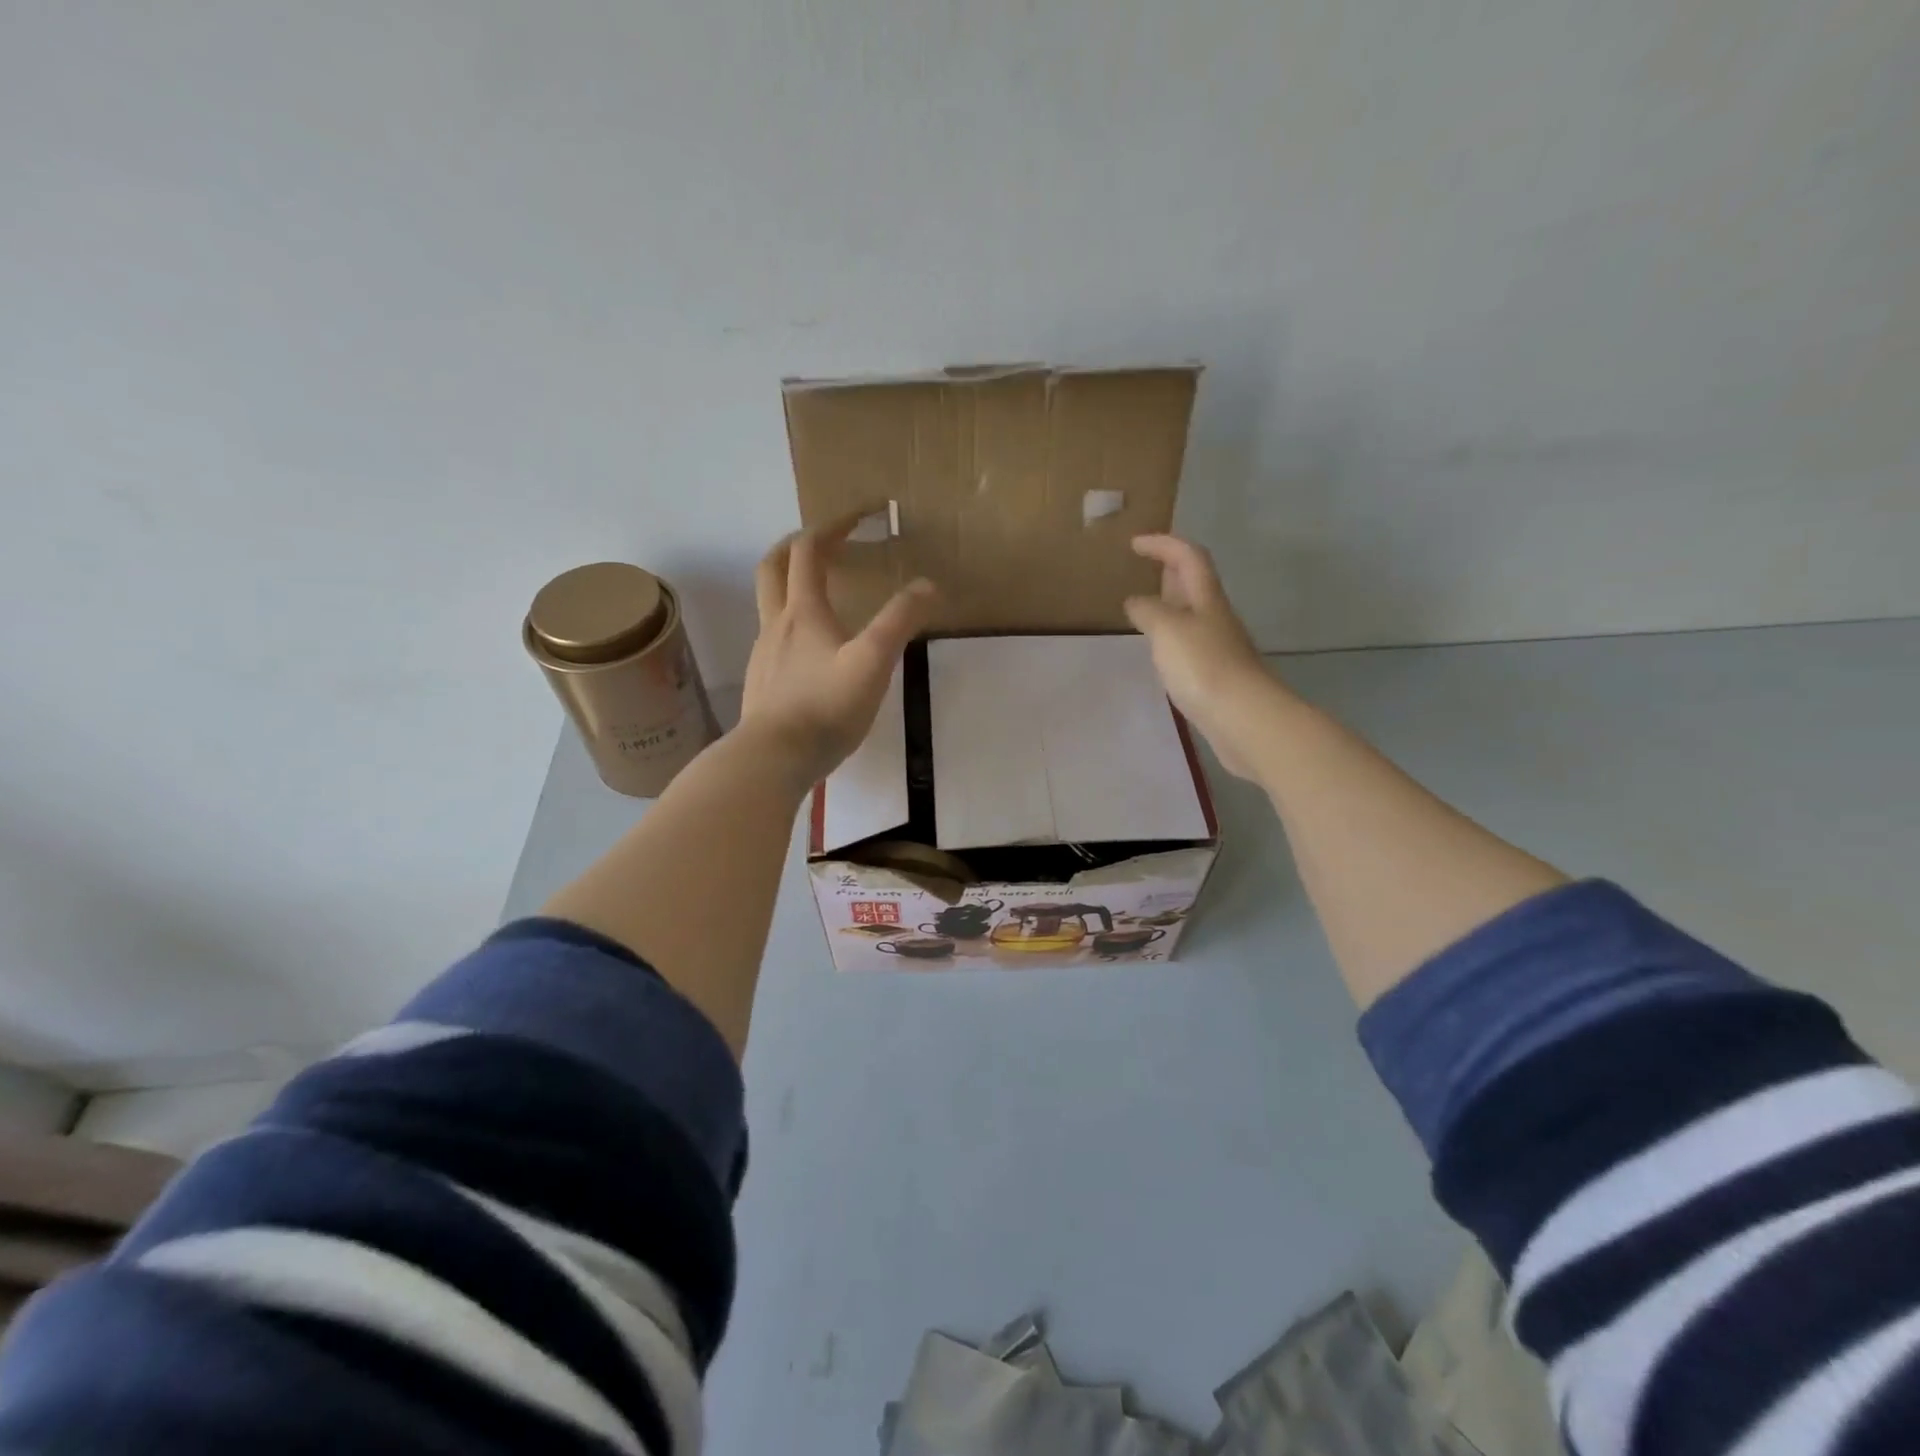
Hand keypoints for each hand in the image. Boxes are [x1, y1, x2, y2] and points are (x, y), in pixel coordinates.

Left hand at [742, 518, 935, 787]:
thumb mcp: (873, 662)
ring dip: (791, 585)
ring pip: (770, 604)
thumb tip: (928, 585)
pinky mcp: (762, 683)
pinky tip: (811, 650)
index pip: (809, 551)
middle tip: (823, 541)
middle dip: (797, 545)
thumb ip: (900, 621)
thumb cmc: (825, 707)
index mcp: (803, 612)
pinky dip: (791, 624)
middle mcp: (776, 624)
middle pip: (774, 567)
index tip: (859, 515)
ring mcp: (764, 655)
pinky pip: (774, 639)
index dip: (832, 526)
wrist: (772, 758)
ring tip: (821, 593)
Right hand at [1124, 534, 1282, 779]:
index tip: (1135, 544)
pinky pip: (1191, 645)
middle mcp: (1216, 617)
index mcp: (1206, 599)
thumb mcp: (1167, 629)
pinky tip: (1161, 653)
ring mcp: (1219, 647)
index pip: (1188, 557)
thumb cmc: (1203, 666)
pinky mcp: (1217, 675)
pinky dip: (1173, 638)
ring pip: (1193, 615)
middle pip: (1196, 583)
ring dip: (1171, 606)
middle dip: (1171, 570)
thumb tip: (1136, 602)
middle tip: (1145, 569)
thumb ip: (1148, 611)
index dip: (1164, 544)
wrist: (1244, 718)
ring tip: (1145, 611)